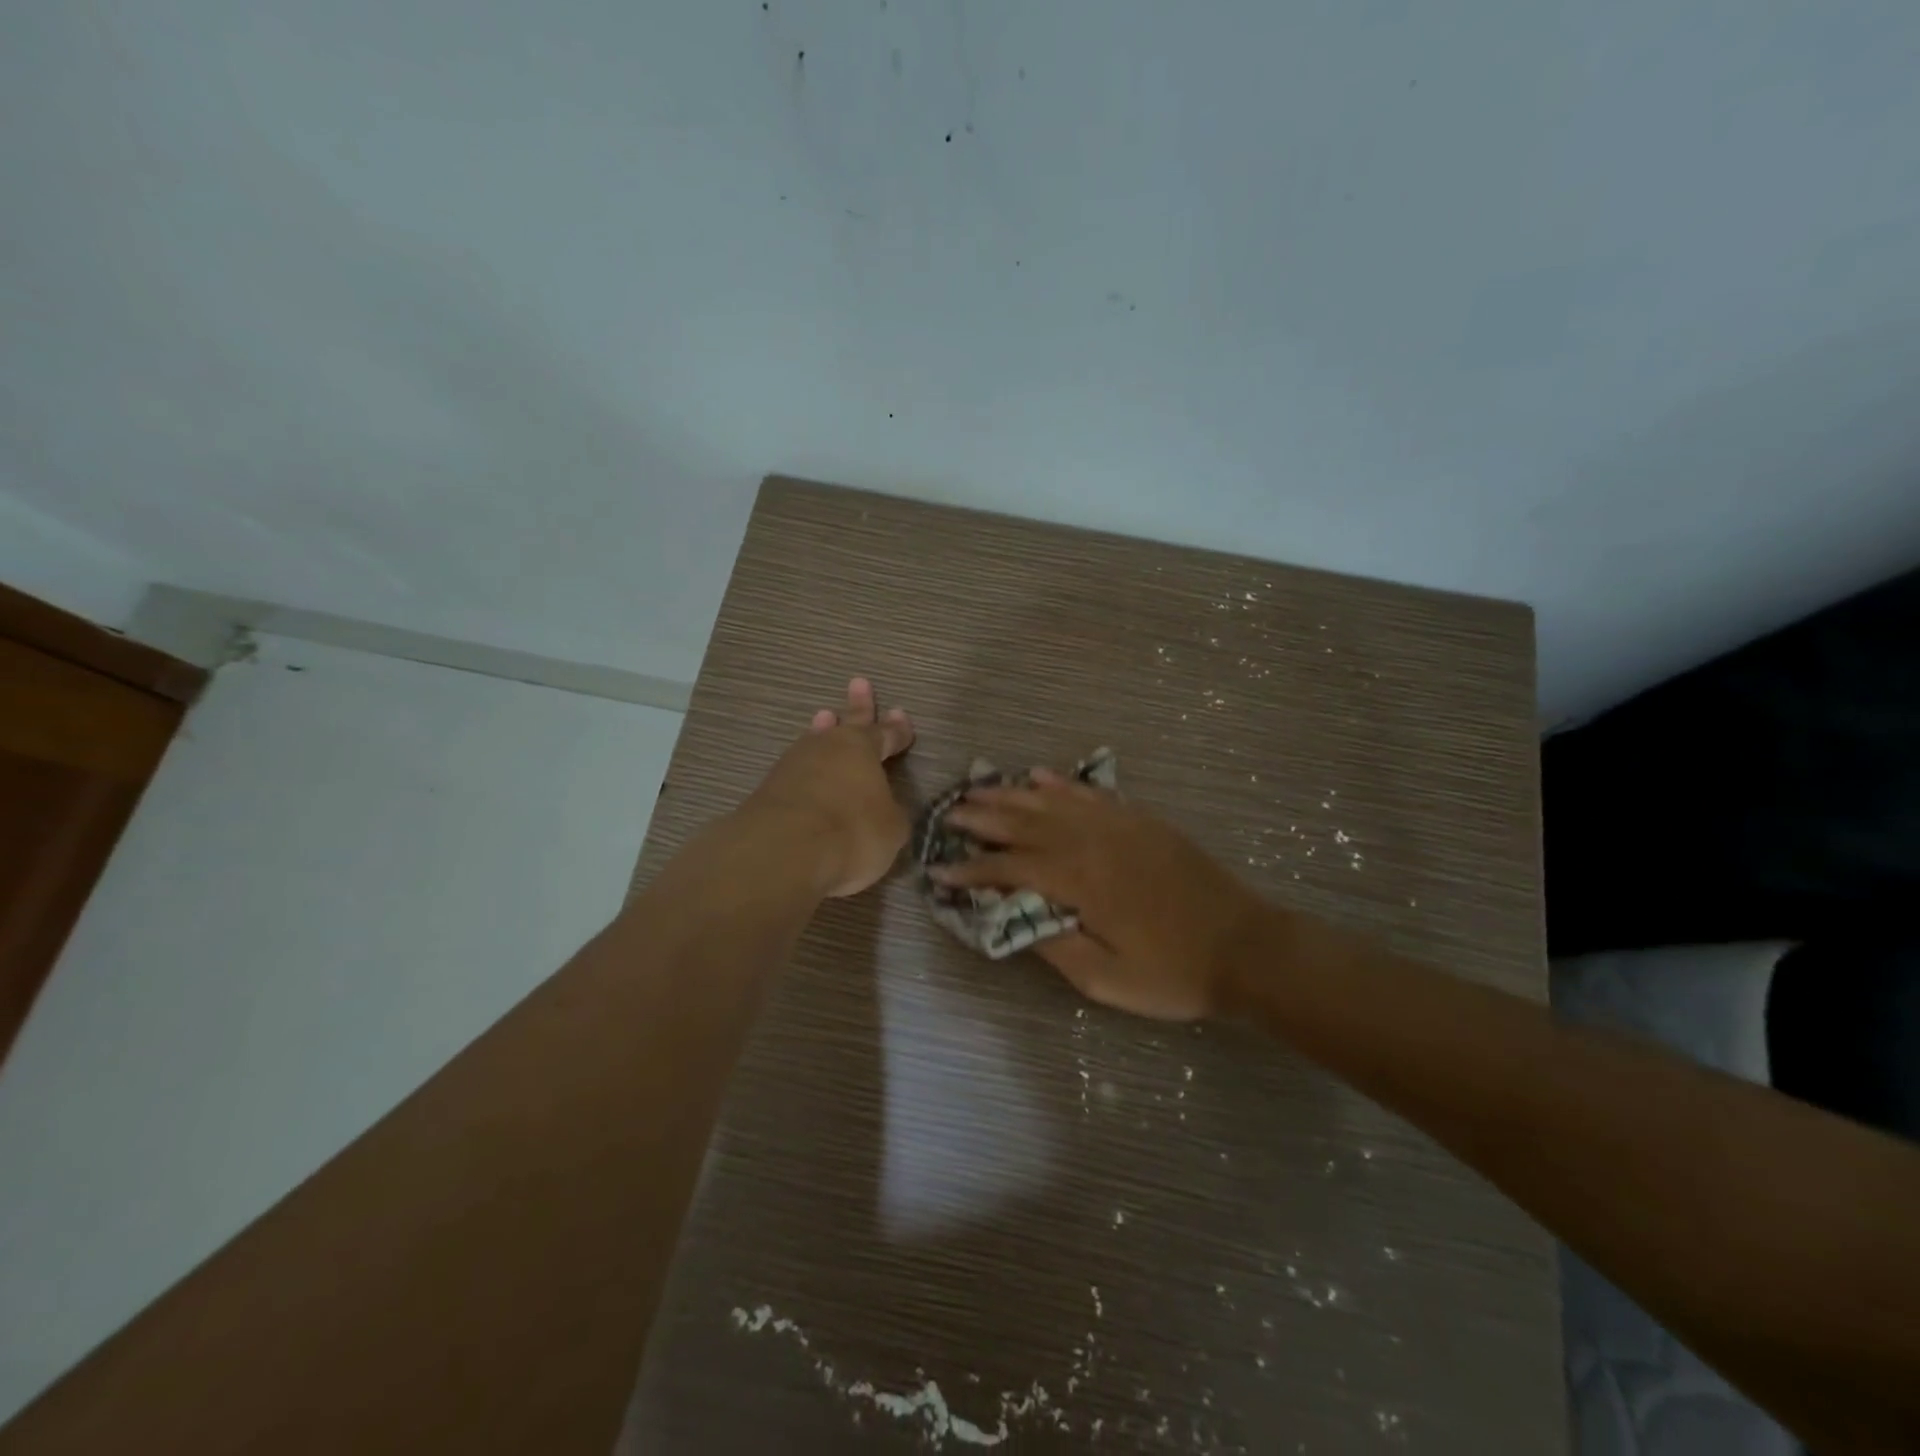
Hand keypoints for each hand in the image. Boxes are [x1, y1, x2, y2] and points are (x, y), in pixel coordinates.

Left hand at [744, 678, 915, 897]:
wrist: (783, 849)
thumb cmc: (851, 832)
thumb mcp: (891, 828)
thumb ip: (891, 814)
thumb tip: (885, 810)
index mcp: (862, 748)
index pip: (886, 734)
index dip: (897, 730)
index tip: (902, 716)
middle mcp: (828, 747)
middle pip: (847, 722)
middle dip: (858, 706)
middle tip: (859, 683)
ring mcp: (794, 765)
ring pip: (815, 741)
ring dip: (823, 732)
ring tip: (825, 718)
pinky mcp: (769, 788)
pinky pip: (797, 770)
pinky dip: (806, 769)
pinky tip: (804, 771)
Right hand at [934, 772, 1262, 1019]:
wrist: (1246, 947)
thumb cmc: (1173, 972)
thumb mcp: (1106, 979)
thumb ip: (1053, 945)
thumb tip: (1012, 916)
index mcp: (1078, 881)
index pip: (1009, 869)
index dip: (971, 871)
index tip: (938, 872)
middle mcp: (1091, 841)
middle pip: (1024, 822)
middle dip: (982, 818)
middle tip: (949, 814)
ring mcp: (1118, 825)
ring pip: (1052, 801)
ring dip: (1012, 794)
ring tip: (979, 788)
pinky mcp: (1140, 820)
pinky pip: (1090, 794)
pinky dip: (1062, 784)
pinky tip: (1041, 776)